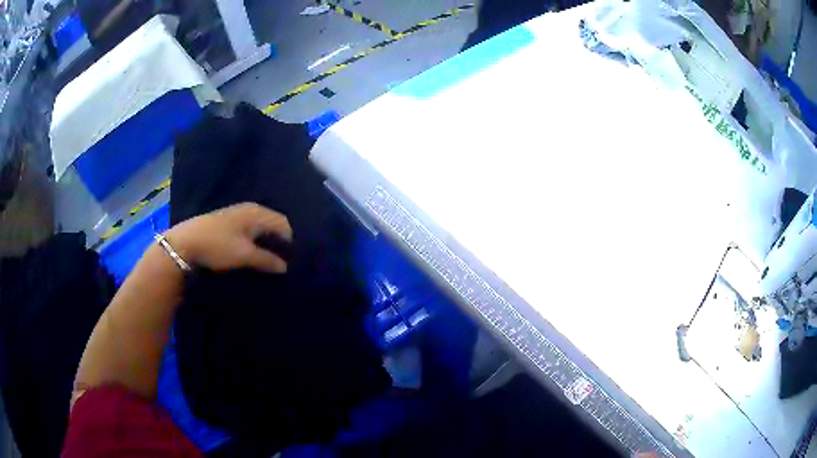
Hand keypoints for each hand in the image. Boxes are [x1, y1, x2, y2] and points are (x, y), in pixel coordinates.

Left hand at [165, 202, 291, 272]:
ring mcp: (237, 215)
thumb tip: (286, 267)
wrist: (185, 243)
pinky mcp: (228, 224)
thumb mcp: (244, 255)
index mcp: (257, 213)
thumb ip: (267, 260)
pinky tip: (254, 255)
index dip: (291, 243)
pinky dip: (256, 242)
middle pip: (273, 225)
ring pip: (261, 229)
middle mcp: (250, 210)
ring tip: (270, 262)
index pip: (284, 224)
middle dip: (280, 243)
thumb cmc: (217, 245)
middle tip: (284, 263)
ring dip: (267, 244)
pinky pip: (250, 231)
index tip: (294, 261)